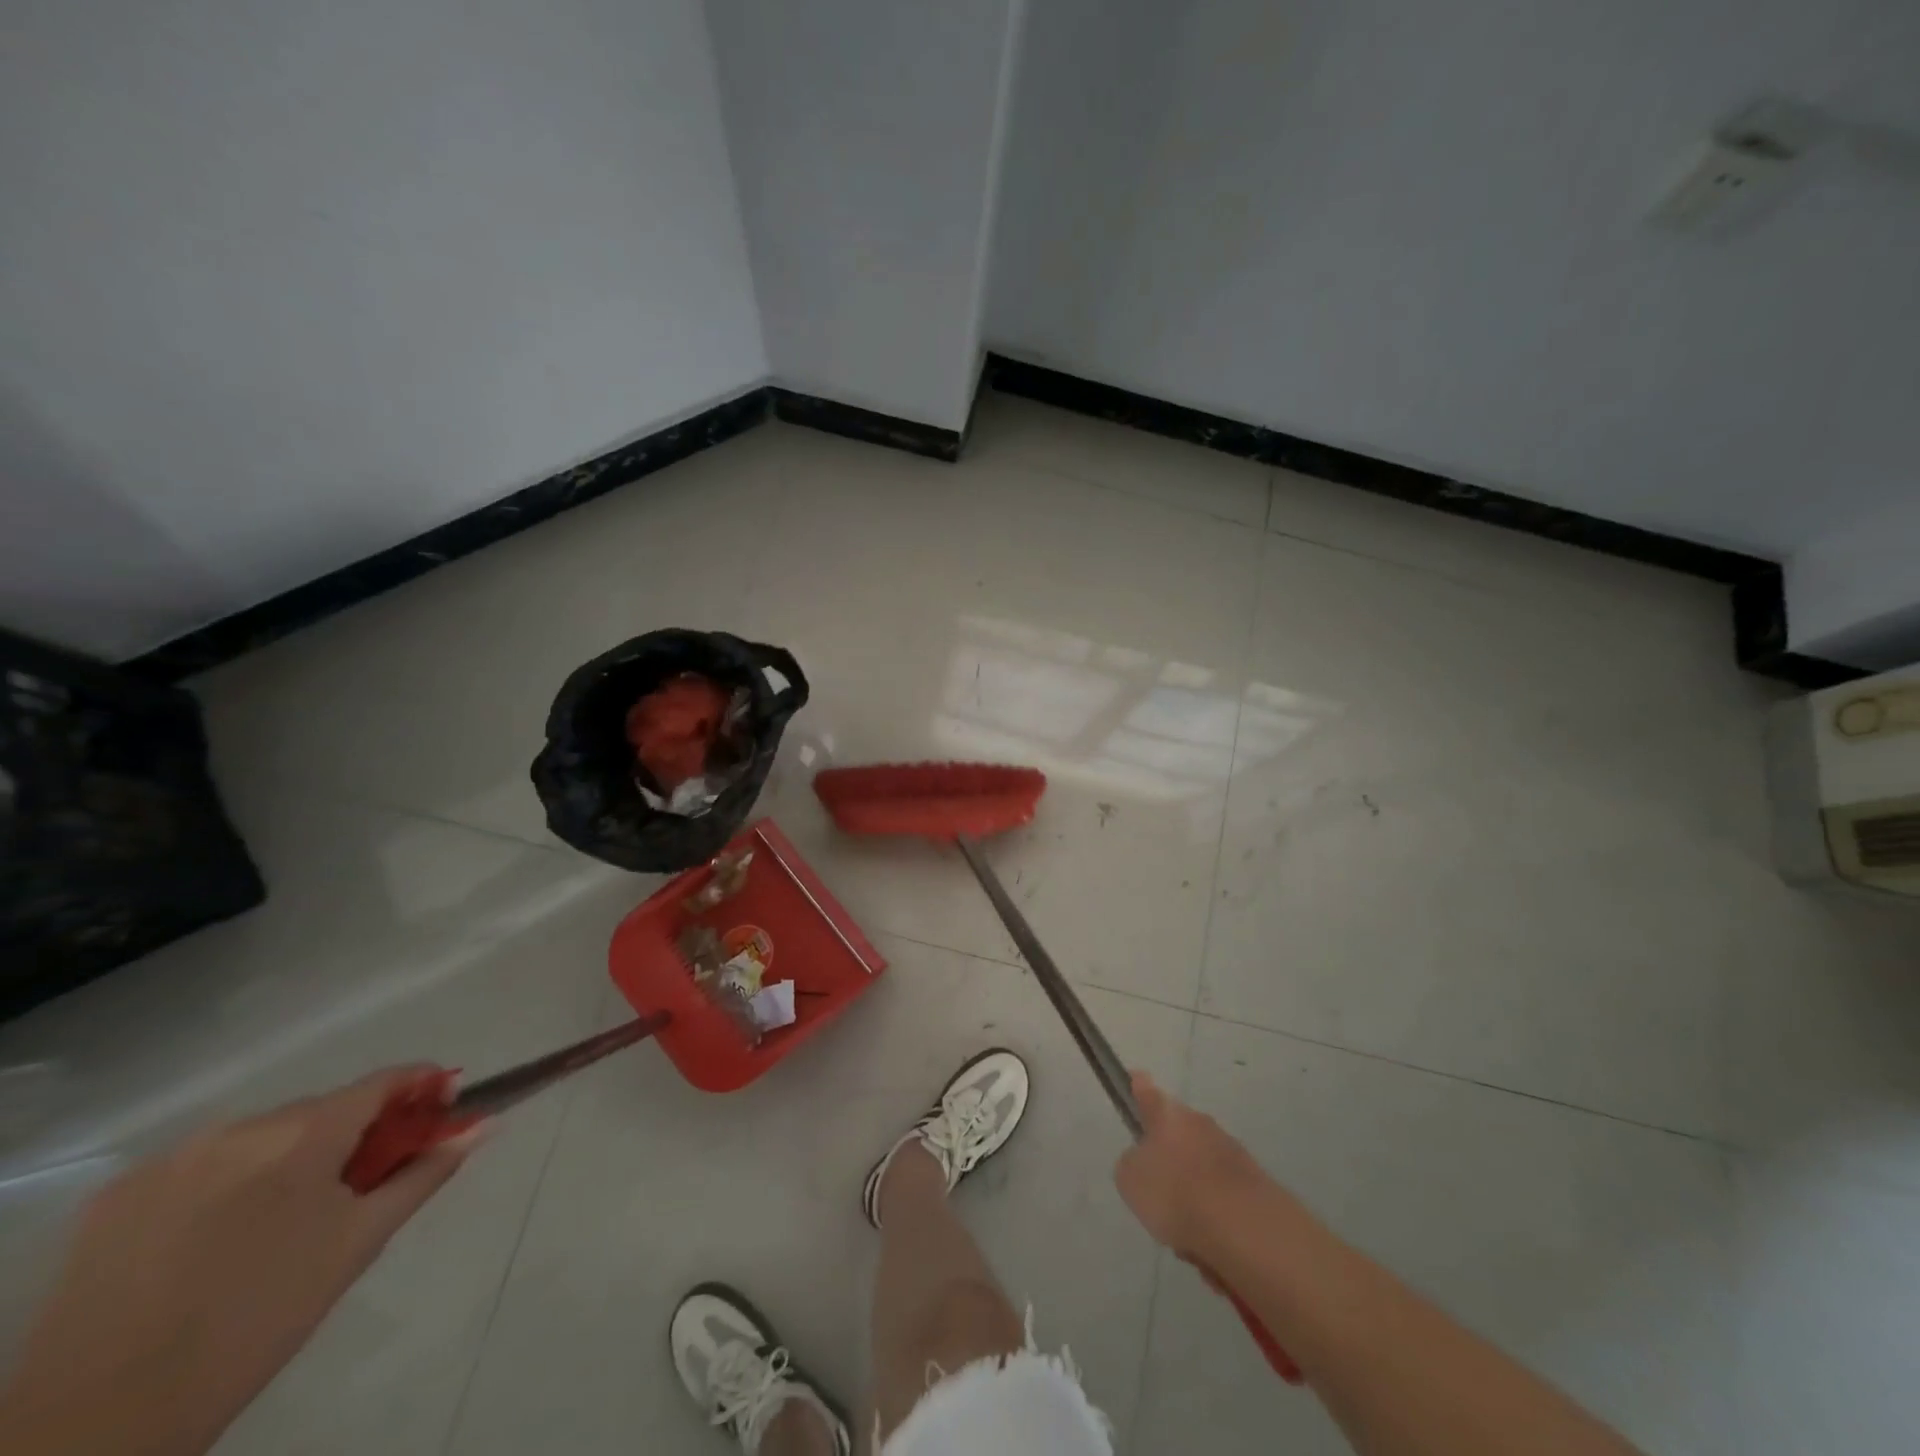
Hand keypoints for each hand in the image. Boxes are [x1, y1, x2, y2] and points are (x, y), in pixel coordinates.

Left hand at [0, 1068, 480, 1455]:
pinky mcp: (118, 1196)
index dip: (421, 1086)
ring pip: (262, 1136)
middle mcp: (239, 1127)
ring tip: (291, 1218)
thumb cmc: (261, 1319)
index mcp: (301, 1133)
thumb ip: (427, 1172)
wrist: (100, 1421)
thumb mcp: (359, 1243)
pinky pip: (203, 1165)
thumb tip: (484, 1125)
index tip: (443, 1106)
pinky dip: (232, 1180)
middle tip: (368, 1181)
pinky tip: (224, 1234)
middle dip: (356, 1132)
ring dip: (292, 1156)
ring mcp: (171, 1158)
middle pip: (322, 1109)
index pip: (382, 1081)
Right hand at [1115, 1071, 1268, 1254]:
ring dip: (1193, 1195)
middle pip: (1178, 1135)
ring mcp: (1231, 1151)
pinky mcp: (1256, 1184)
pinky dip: (1216, 1218)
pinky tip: (1212, 1248)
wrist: (1243, 1227)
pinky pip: (1223, 1198)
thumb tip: (1143, 1161)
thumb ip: (1131, 1164)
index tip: (1136, 1079)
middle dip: (1169, 1161)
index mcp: (1168, 1115)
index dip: (1139, 1087)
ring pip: (1201, 1169)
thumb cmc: (1175, 1192)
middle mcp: (1200, 1124)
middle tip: (1159, 1196)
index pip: (1148, 1092)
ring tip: (1187, 1236)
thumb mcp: (1130, 1179)